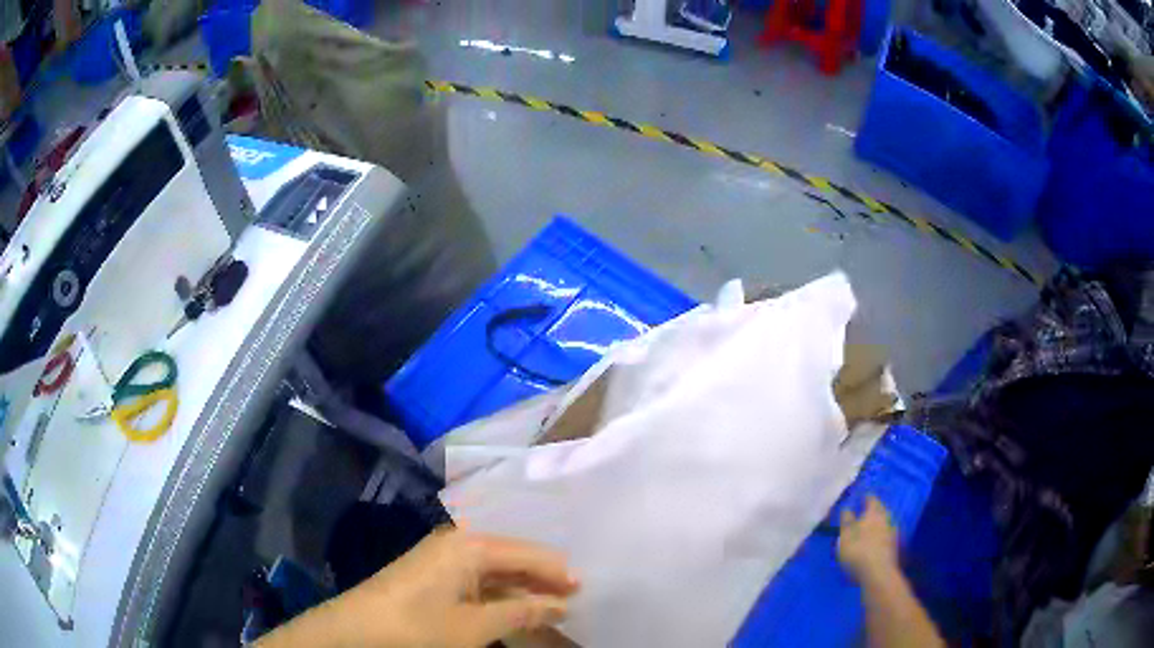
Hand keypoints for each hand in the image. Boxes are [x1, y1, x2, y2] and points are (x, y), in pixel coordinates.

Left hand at [259, 528, 579, 647]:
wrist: (353, 632)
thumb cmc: (416, 628)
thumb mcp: (474, 626)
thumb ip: (520, 613)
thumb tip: (561, 604)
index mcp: (468, 545)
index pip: (527, 553)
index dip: (558, 571)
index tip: (588, 590)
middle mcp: (456, 543)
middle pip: (511, 557)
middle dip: (542, 579)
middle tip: (575, 600)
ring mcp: (440, 560)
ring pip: (494, 570)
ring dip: (521, 589)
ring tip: (551, 606)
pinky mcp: (430, 577)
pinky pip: (476, 581)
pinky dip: (499, 596)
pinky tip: (513, 610)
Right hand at [837, 495, 898, 583]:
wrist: (878, 572)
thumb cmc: (858, 551)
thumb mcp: (845, 536)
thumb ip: (846, 521)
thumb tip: (847, 509)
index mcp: (873, 513)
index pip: (871, 499)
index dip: (866, 498)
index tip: (861, 498)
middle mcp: (886, 518)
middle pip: (880, 510)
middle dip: (873, 511)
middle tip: (864, 514)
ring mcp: (892, 532)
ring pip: (884, 522)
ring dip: (878, 524)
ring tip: (868, 529)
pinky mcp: (894, 545)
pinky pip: (887, 534)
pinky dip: (881, 535)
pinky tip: (875, 542)